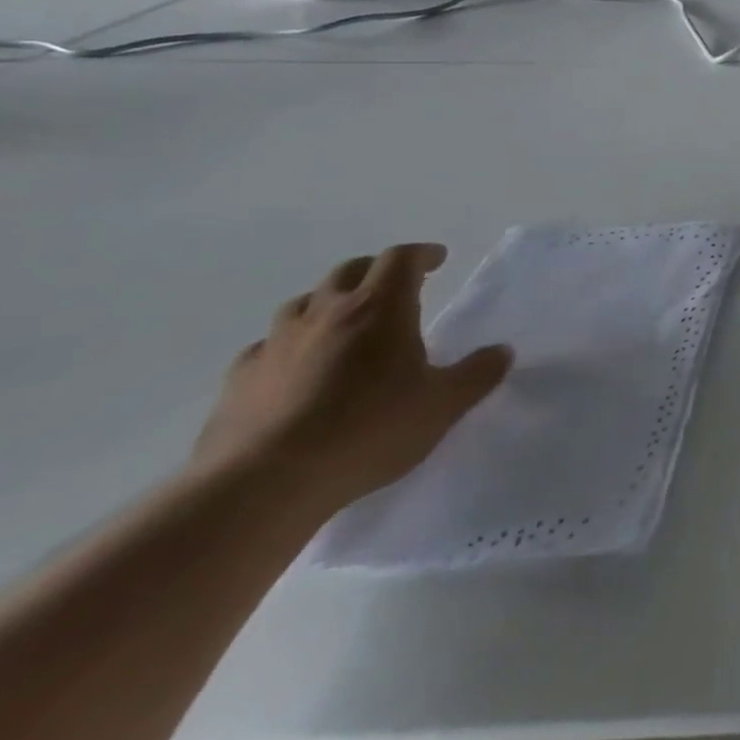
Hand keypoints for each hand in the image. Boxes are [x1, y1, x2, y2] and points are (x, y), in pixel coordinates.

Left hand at [191, 244, 511, 515]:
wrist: (263, 485)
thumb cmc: (369, 431)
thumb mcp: (443, 405)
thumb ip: (477, 374)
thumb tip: (502, 351)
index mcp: (380, 308)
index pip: (401, 259)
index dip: (421, 255)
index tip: (437, 259)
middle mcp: (326, 313)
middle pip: (349, 271)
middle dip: (375, 271)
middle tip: (394, 287)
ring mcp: (276, 344)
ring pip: (302, 303)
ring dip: (327, 304)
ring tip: (342, 324)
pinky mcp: (238, 380)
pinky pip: (265, 347)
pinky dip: (286, 346)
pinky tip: (293, 369)